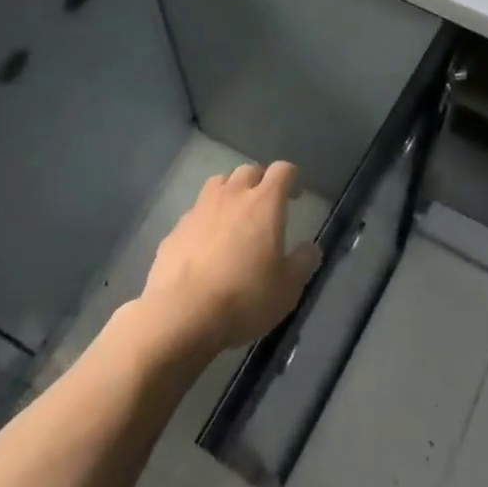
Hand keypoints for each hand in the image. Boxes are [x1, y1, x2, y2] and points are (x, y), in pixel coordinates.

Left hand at [136, 162, 321, 358]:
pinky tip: (204, 245)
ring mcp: (200, 210)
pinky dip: (204, 220)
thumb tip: (311, 248)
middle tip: (265, 205)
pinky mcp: (175, 230)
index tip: (295, 195)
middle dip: (259, 181)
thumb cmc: (244, 297)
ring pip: (218, 183)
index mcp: (264, 203)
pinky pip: (195, 213)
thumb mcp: (287, 288)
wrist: (181, 316)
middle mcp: (232, 196)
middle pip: (249, 171)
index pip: (282, 170)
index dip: (291, 178)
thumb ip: (303, 263)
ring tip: (234, 215)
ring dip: (230, 192)